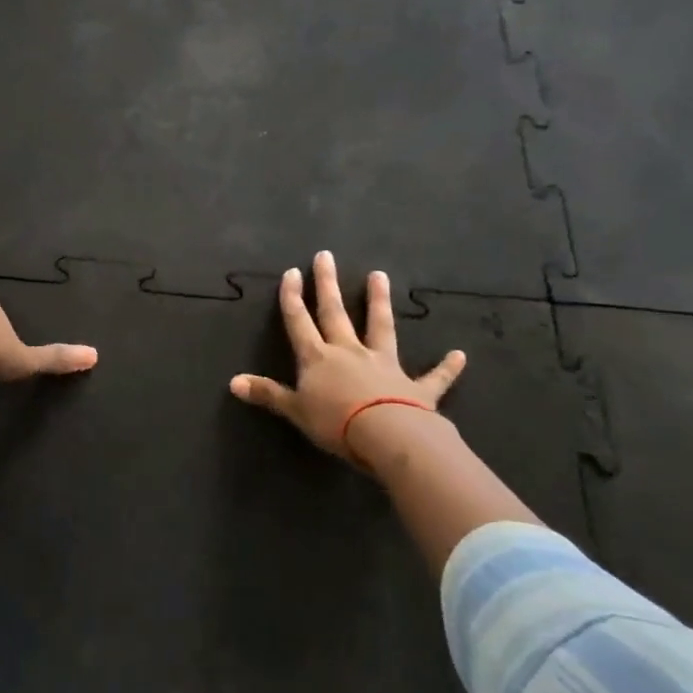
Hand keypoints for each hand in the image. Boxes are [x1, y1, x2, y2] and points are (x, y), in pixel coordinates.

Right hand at [229, 252, 465, 477]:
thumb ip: (267, 394)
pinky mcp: (416, 388)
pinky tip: (460, 355)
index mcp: (318, 358)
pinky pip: (433, 376)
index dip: (293, 297)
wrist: (387, 436)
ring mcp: (384, 365)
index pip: (299, 321)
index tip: (292, 271)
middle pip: (335, 313)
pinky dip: (446, 367)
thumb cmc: (335, 423)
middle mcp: (349, 352)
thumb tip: (232, 382)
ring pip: (380, 327)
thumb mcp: (295, 410)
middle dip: (328, 284)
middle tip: (326, 256)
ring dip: (379, 302)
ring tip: (380, 275)